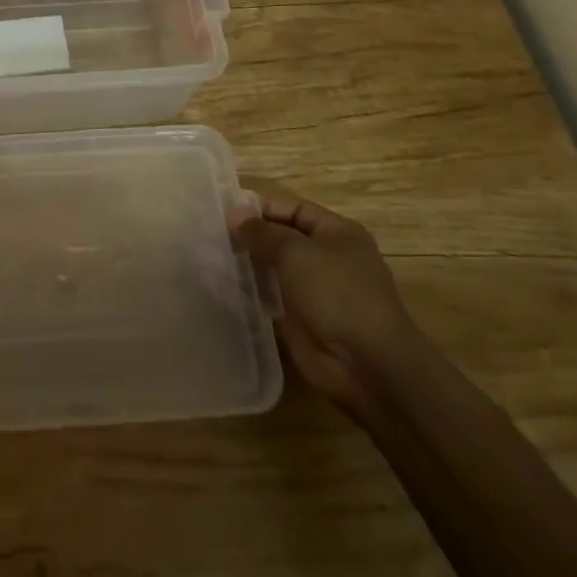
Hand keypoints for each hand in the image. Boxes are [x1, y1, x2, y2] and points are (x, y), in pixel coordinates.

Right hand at [232, 182, 427, 415]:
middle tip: (210, 234)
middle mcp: (328, 259)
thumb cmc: (337, 294)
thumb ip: (262, 232)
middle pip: (282, 239)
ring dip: (246, 265)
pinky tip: (220, 288)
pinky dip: (249, 294)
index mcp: (337, 234)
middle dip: (250, 237)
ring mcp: (316, 293)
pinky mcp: (302, 323)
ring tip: (208, 258)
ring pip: (273, 271)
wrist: (369, 368)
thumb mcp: (296, 252)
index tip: (224, 211)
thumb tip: (235, 217)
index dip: (260, 208)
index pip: (292, 209)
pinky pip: (270, 300)